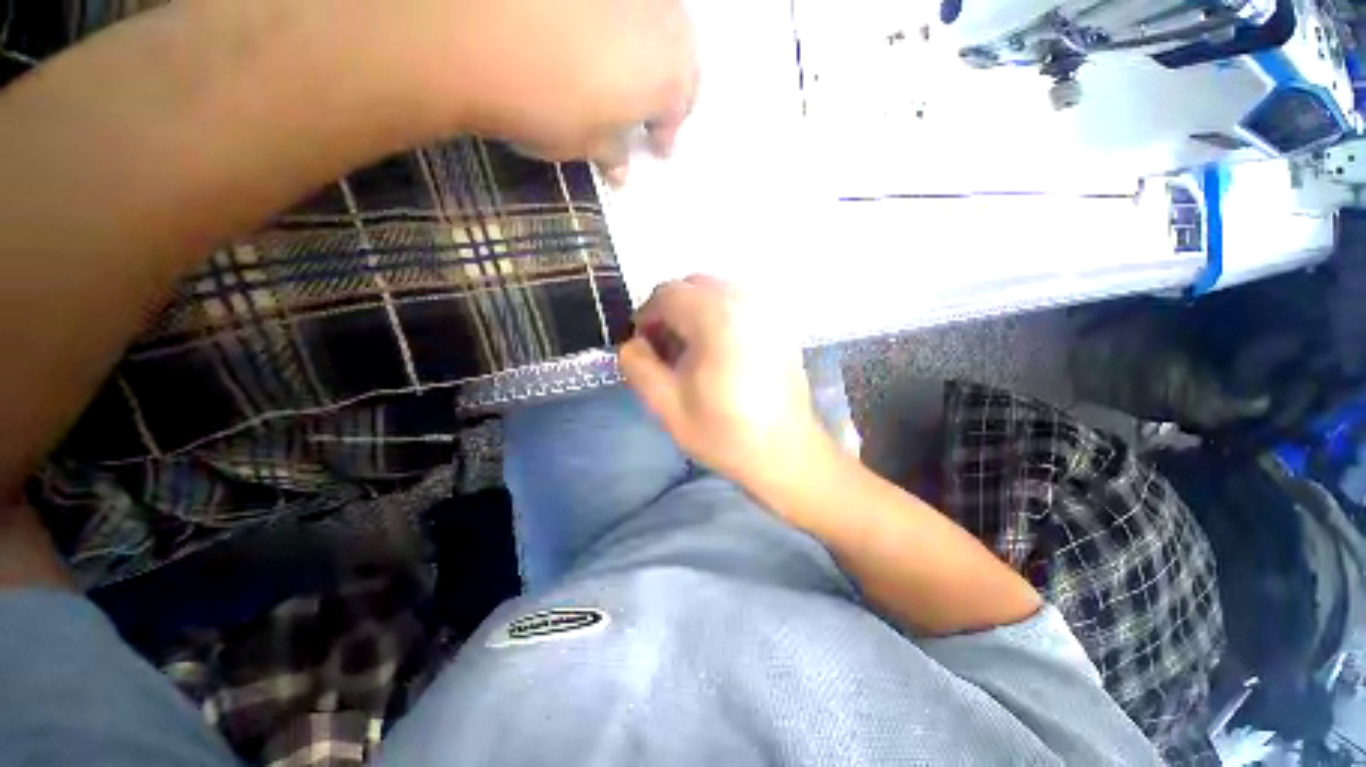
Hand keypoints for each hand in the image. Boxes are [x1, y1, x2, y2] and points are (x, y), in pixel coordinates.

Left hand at [395, 0, 697, 182]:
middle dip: (667, 83)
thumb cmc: (544, 104)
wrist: (471, 29)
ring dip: (646, 45)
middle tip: (647, 105)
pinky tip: (589, 28)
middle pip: (678, 55)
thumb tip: (621, 169)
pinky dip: (614, 17)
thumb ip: (611, 153)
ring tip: (623, 65)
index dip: (667, 131)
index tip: (658, 147)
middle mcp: (662, 20)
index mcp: (668, 76)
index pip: (679, 109)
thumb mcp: (584, 144)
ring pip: (654, 17)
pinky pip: (618, 1)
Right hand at [619, 276, 834, 495]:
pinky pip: (738, 304)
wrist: (785, 452)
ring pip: (716, 292)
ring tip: (693, 353)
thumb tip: (632, 343)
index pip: (667, 293)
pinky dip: (719, 317)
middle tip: (668, 351)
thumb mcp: (666, 405)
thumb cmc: (724, 433)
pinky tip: (720, 352)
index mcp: (716, 318)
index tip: (645, 348)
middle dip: (671, 313)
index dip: (647, 318)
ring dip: (695, 313)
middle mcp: (745, 302)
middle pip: (692, 286)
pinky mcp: (779, 324)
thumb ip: (638, 366)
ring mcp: (767, 311)